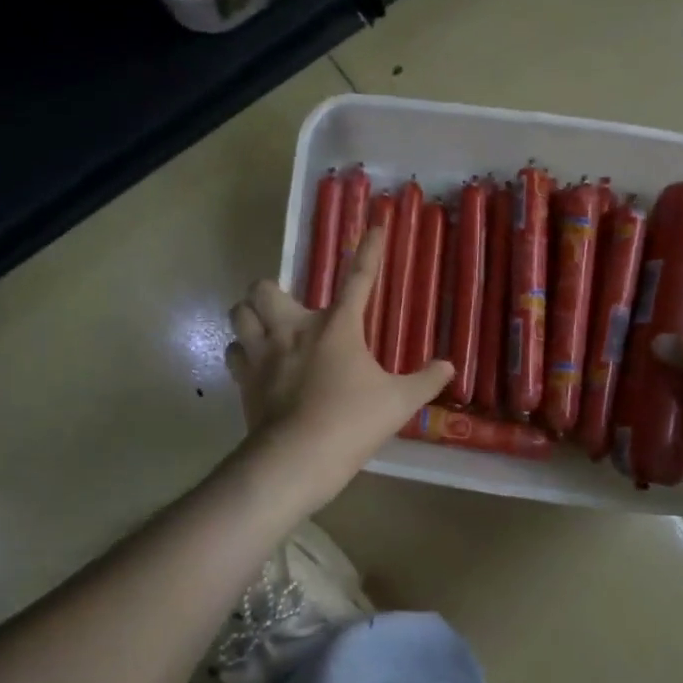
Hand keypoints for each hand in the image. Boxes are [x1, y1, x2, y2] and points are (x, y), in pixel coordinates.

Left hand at [225, 225, 453, 505]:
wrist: (298, 457)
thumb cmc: (352, 423)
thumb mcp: (399, 403)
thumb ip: (425, 381)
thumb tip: (449, 366)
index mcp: (337, 326)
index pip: (358, 278)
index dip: (369, 250)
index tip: (374, 225)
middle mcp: (294, 328)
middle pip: (265, 288)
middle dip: (271, 290)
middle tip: (286, 308)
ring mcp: (263, 352)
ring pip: (238, 313)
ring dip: (248, 316)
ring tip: (262, 327)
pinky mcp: (244, 378)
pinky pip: (233, 351)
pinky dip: (241, 352)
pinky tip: (253, 362)